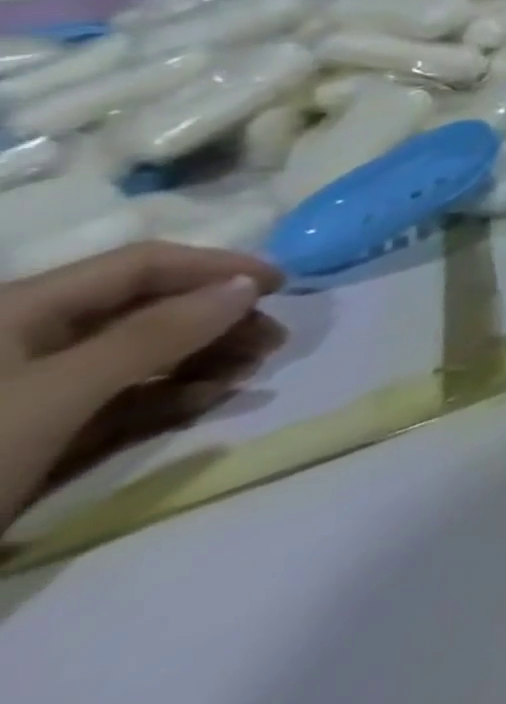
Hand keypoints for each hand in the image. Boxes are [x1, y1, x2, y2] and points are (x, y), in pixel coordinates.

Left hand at [0, 243, 285, 529]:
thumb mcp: (58, 394)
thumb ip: (156, 334)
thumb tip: (247, 287)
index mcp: (23, 310)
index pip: (144, 265)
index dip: (217, 267)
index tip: (282, 285)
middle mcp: (30, 341)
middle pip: (147, 310)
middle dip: (218, 320)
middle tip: (274, 340)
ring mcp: (32, 393)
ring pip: (139, 357)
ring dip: (204, 358)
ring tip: (252, 371)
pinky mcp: (37, 437)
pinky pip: (120, 401)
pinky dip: (171, 397)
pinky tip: (209, 400)